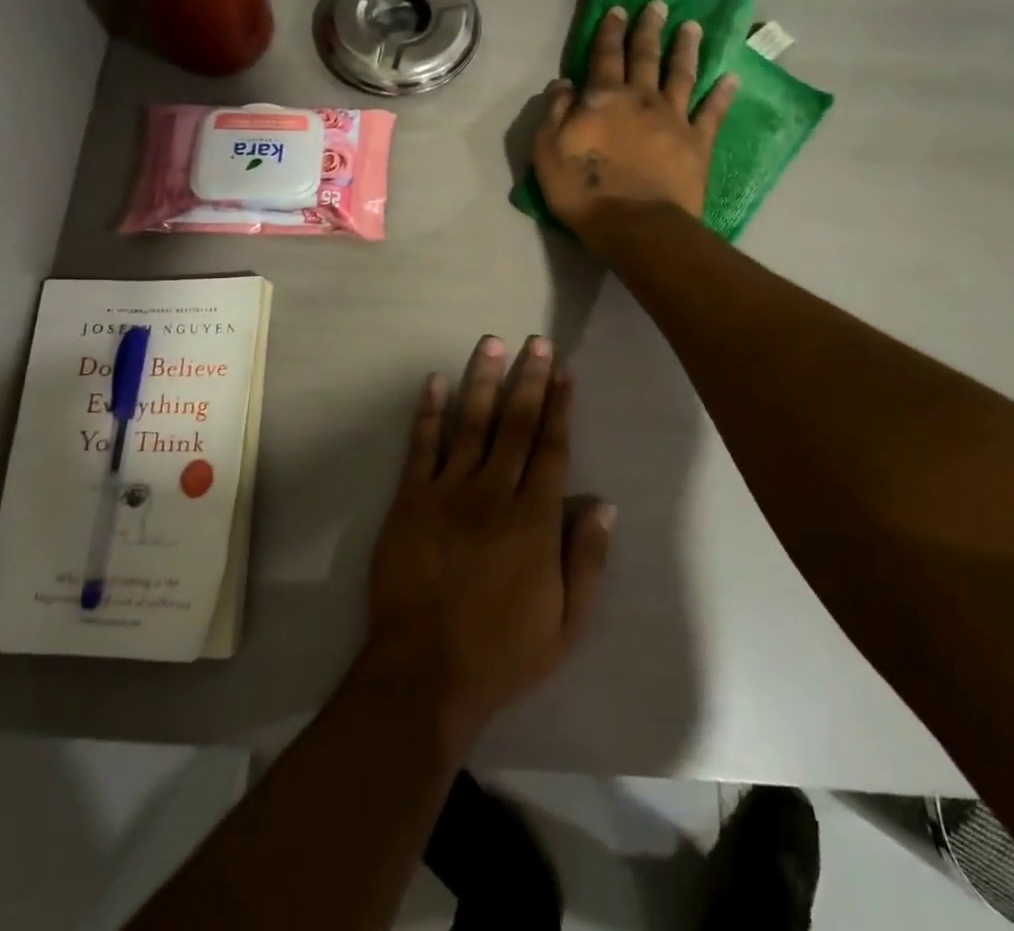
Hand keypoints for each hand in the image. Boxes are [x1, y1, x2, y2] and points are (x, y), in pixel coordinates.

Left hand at [361, 335, 614, 746]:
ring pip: (471, 424)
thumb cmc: (503, 653)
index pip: (552, 448)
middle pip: (515, 425)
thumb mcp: (567, 625)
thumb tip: (603, 504)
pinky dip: (428, 413)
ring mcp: (448, 493)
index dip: (559, 406)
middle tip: (536, 341)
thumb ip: (587, 561)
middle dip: (528, 380)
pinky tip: (435, 381)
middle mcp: (494, 494)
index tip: (563, 370)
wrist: (425, 672)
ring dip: (483, 381)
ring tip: (491, 343)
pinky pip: (421, 448)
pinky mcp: (410, 500)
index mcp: (535, 521)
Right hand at [532, 0, 736, 242]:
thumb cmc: (583, 190)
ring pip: (682, 75)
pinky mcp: (698, 143)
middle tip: (658, 5)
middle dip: (650, 29)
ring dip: (686, 49)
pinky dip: (722, 94)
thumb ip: (554, 112)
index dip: (611, 31)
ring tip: (692, 27)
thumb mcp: (548, 150)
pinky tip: (730, 78)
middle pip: (646, 56)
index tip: (618, 9)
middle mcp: (642, 98)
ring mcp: (674, 119)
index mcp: (604, 98)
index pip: (605, 56)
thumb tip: (564, 83)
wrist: (635, 224)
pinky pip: (712, 112)